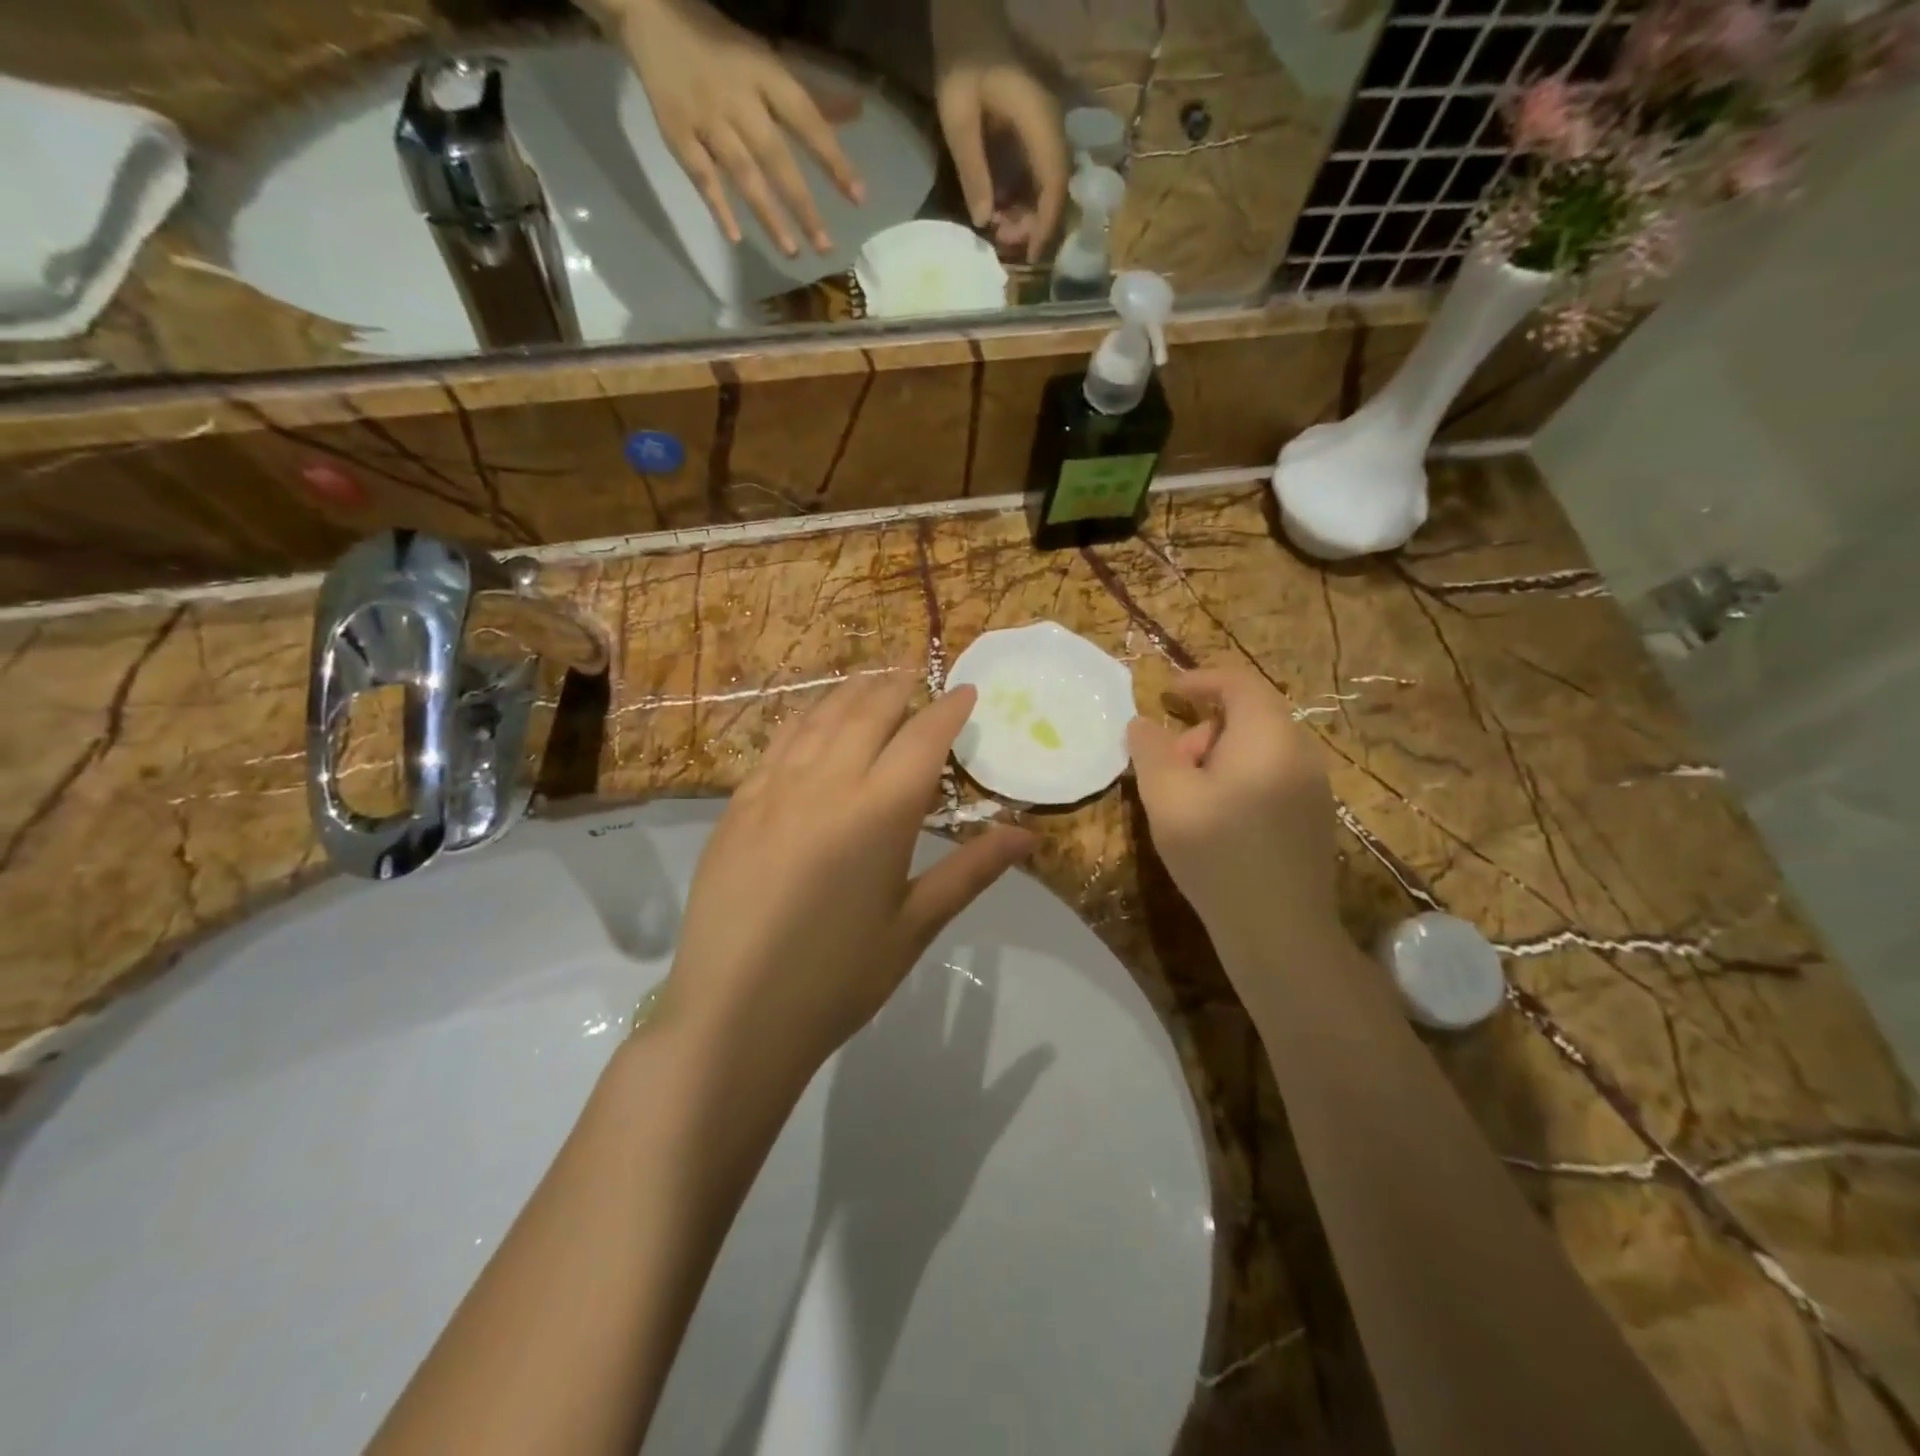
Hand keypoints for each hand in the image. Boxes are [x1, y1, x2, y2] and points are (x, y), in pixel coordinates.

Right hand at [605, 0, 865, 254]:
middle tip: (825, 247)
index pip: (806, 120)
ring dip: (768, 216)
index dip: (833, 158)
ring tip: (792, 252)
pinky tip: (735, 237)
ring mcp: (705, 119)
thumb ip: (812, 97)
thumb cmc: (722, 47)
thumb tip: (857, 112)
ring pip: (742, 174)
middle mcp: (737, 100)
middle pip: (775, 158)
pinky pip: (700, 175)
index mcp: (764, 75)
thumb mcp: (769, 63)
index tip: (858, 196)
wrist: (648, 13)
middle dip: (802, 205)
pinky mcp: (677, 133)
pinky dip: (717, 206)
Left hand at [663, 675, 1033, 1091]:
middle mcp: (825, 784)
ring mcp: (772, 790)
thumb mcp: (914, 926)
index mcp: (878, 812)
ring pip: (818, 719)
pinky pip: (778, 744)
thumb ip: (971, 871)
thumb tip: (1029, 834)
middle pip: (867, 712)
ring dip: (850, 694)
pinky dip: (805, 721)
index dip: (949, 709)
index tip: (967, 691)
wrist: (734, 1016)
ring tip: (870, 683)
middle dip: (897, 686)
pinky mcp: (736, 807)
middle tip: (916, 672)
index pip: (923, 738)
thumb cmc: (838, 978)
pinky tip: (812, 724)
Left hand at [931, 0, 1068, 261]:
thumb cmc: (962, 60)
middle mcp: (1051, 126)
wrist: (967, 16)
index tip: (1030, 255)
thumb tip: (985, 221)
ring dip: (1027, 212)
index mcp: (1039, 121)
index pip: (1053, 183)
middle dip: (1033, 223)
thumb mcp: (959, 119)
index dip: (1044, 224)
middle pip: (1055, 189)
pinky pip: (1036, 172)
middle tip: (1003, 241)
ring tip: (1000, 229)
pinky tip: (1000, 208)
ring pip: (1047, 184)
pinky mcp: (1034, 130)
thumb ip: (973, 170)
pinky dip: (1022, 196)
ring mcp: (1045, 127)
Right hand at [1127, 665, 1342, 959]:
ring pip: (1259, 748)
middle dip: (1202, 729)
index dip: (1198, 679)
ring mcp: (1313, 787)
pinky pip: (1271, 775)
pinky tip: (1217, 819)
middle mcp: (1300, 752)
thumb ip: (1150, 750)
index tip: (1165, 693)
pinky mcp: (1313, 817)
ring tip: (1187, 798)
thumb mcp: (1167, 797)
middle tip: (1169, 767)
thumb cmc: (1218, 854)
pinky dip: (1238, 778)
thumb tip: (1142, 723)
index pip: (1238, 682)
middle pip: (1249, 715)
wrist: (1279, 932)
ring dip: (1217, 756)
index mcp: (1268, 736)